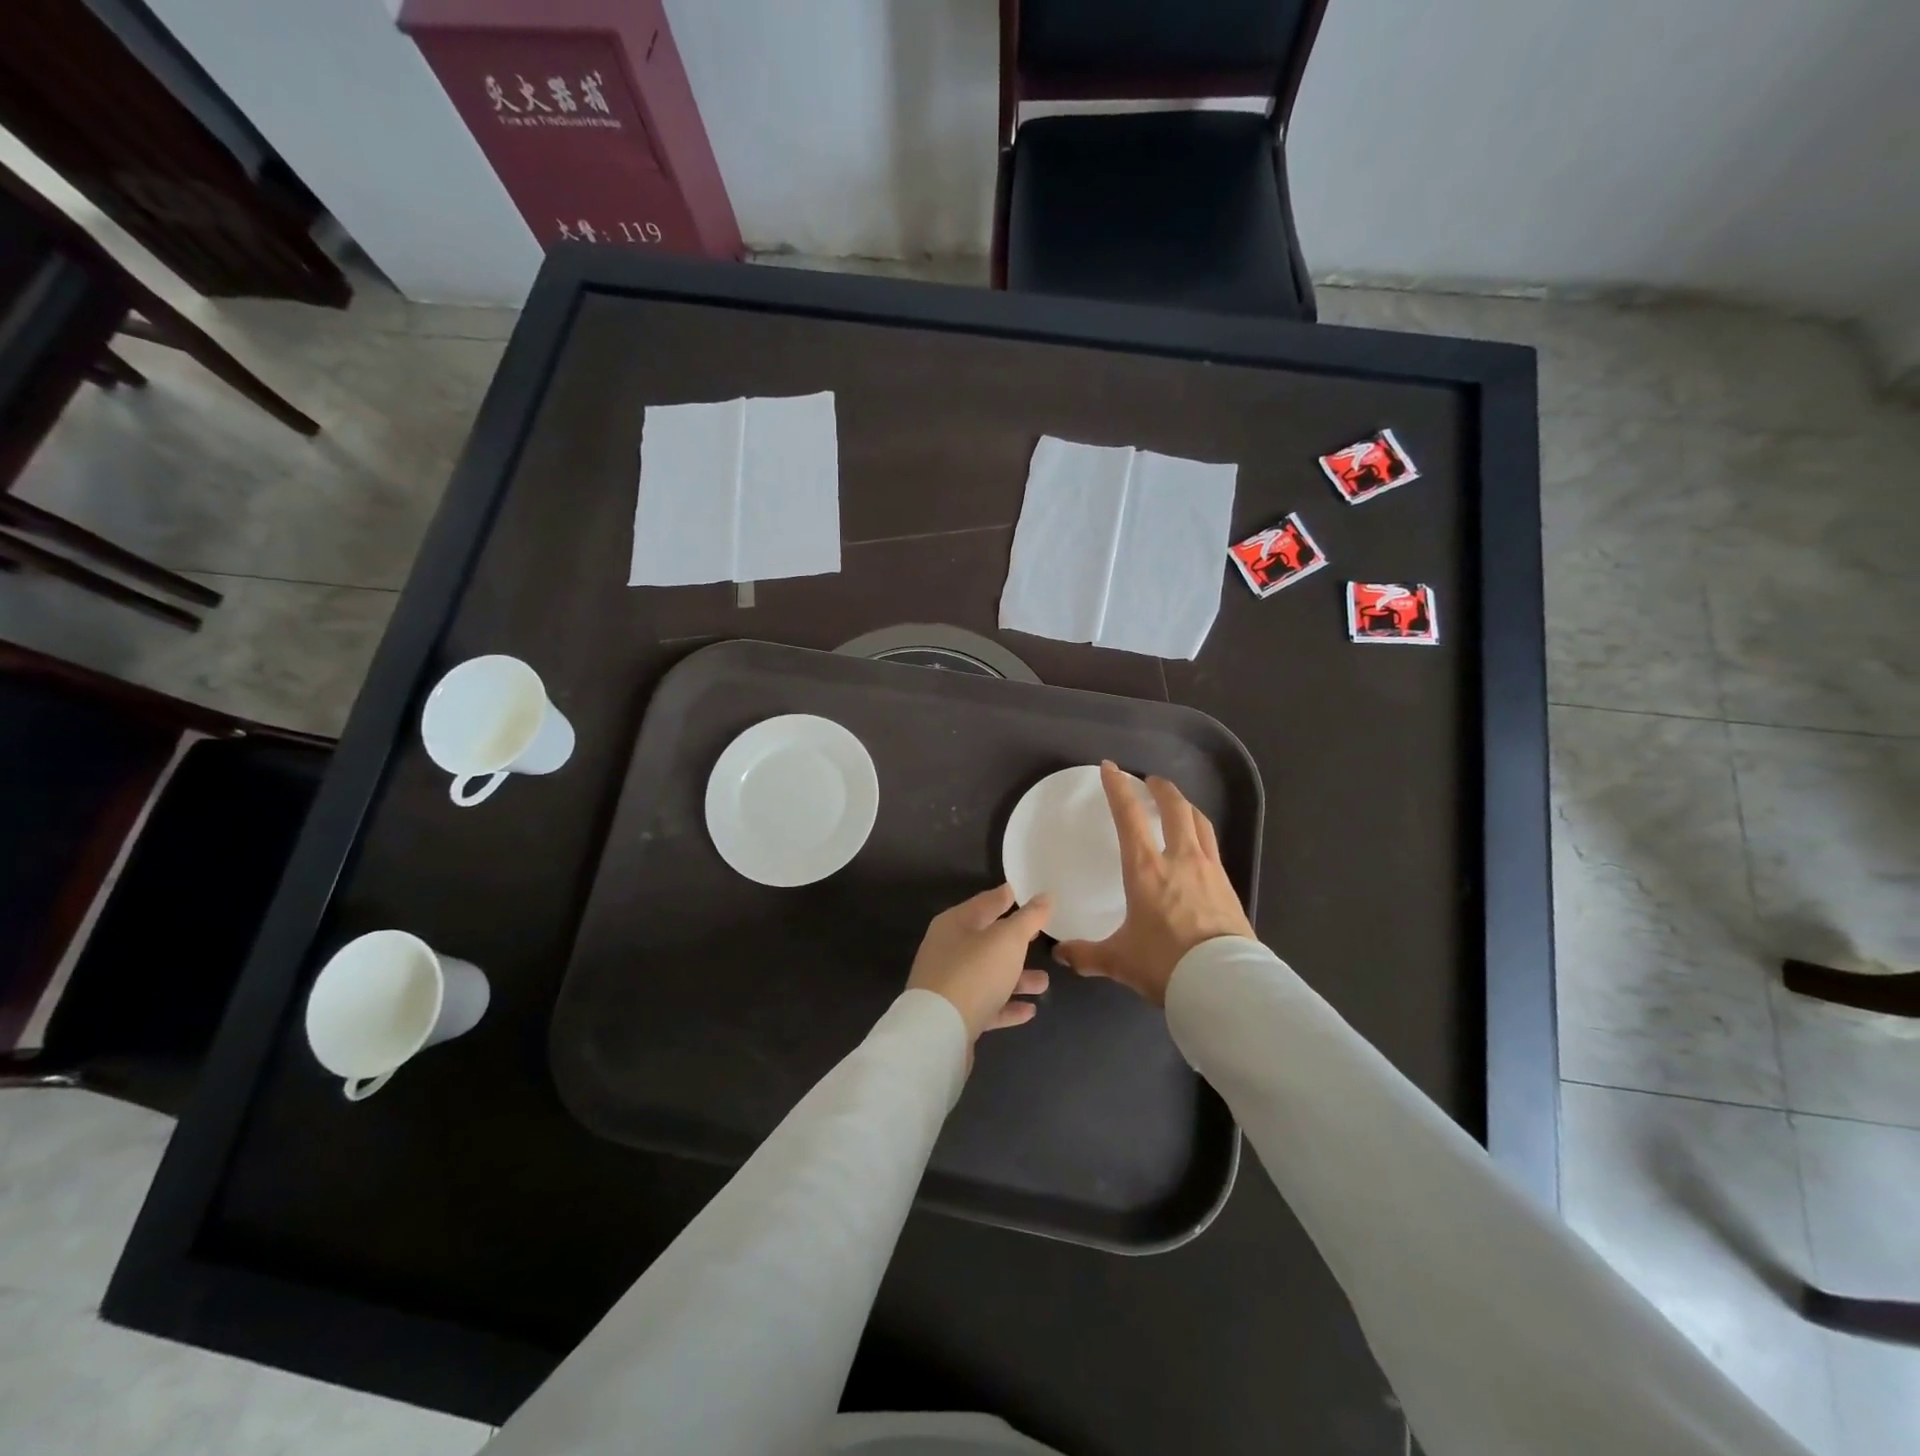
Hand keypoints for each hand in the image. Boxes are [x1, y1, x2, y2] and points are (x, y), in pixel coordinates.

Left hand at [907, 884, 1052, 1043]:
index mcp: (955, 924)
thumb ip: (1029, 918)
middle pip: (987, 941)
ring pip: (989, 975)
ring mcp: (948, 984)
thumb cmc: (974, 973)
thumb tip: (1045, 896)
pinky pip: (986, 1005)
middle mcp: (948, 950)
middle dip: (1015, 942)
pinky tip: (1029, 1011)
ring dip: (1017, 978)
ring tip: (1044, 983)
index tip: (1025, 892)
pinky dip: (1006, 1006)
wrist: (938, 1032)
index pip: (985, 903)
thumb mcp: (1007, 940)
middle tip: (1041, 938)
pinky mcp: (954, 1015)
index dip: (1006, 897)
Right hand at [1054, 761, 1254, 1006]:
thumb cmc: (1165, 964)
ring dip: (1186, 806)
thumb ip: (1087, 955)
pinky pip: (1213, 847)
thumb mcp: (1119, 961)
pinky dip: (1202, 834)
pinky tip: (1199, 846)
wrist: (1224, 983)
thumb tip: (1060, 955)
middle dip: (1161, 789)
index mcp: (1146, 869)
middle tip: (1150, 781)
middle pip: (1175, 808)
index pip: (1129, 816)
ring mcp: (1209, 870)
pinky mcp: (1228, 886)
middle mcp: (1179, 859)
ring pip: (1200, 822)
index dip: (1117, 788)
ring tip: (1178, 804)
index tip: (1111, 768)